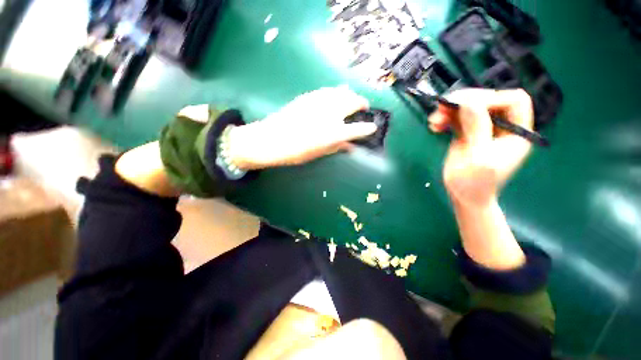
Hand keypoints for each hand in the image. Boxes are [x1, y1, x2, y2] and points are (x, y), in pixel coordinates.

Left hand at [226, 87, 376, 169]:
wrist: (270, 139)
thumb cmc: (295, 152)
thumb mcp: (318, 153)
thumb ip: (337, 147)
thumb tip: (350, 146)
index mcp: (333, 132)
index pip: (357, 129)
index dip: (367, 128)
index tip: (372, 127)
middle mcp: (329, 114)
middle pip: (352, 102)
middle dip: (361, 103)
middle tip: (363, 107)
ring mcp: (318, 102)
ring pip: (340, 92)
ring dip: (349, 95)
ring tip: (351, 99)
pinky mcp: (308, 96)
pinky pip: (327, 91)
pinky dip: (335, 92)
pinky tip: (334, 96)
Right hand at [429, 89, 533, 206]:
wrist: (464, 196)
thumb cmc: (476, 184)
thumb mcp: (479, 158)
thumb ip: (477, 130)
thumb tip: (468, 102)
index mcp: (516, 131)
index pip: (513, 101)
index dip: (492, 98)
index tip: (467, 106)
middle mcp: (501, 126)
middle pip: (487, 100)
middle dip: (464, 101)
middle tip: (442, 108)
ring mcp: (483, 129)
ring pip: (469, 108)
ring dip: (450, 110)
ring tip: (433, 119)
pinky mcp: (466, 134)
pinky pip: (457, 119)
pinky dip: (445, 118)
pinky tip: (434, 125)